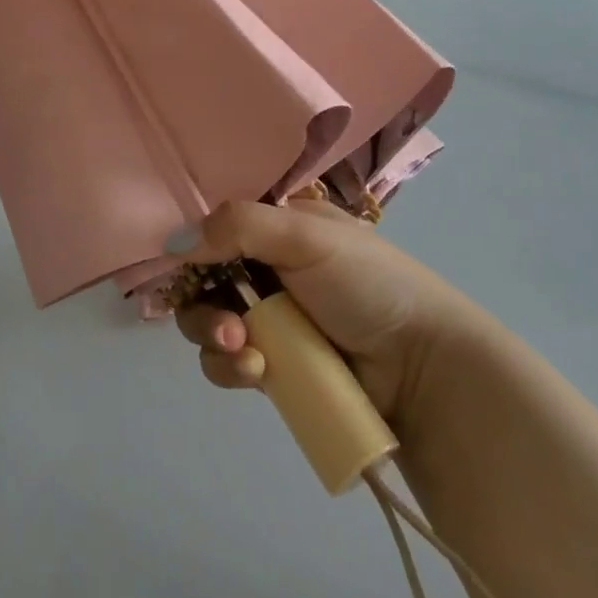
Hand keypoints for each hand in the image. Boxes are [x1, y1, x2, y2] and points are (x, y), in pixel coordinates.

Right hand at [174, 198, 477, 438]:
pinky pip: (228, 362)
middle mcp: (267, 267)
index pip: (216, 225)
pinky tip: (256, 372)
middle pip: (203, 277)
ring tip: (243, 350)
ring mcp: (270, 319)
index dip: (193, 242)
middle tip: (225, 321)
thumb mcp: (306, 237)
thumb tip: (173, 242)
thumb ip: (237, 226)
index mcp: (278, 226)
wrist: (424, 370)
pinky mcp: (274, 367)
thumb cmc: (368, 284)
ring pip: (209, 321)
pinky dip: (231, 367)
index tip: (181, 263)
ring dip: (214, 335)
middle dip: (201, 301)